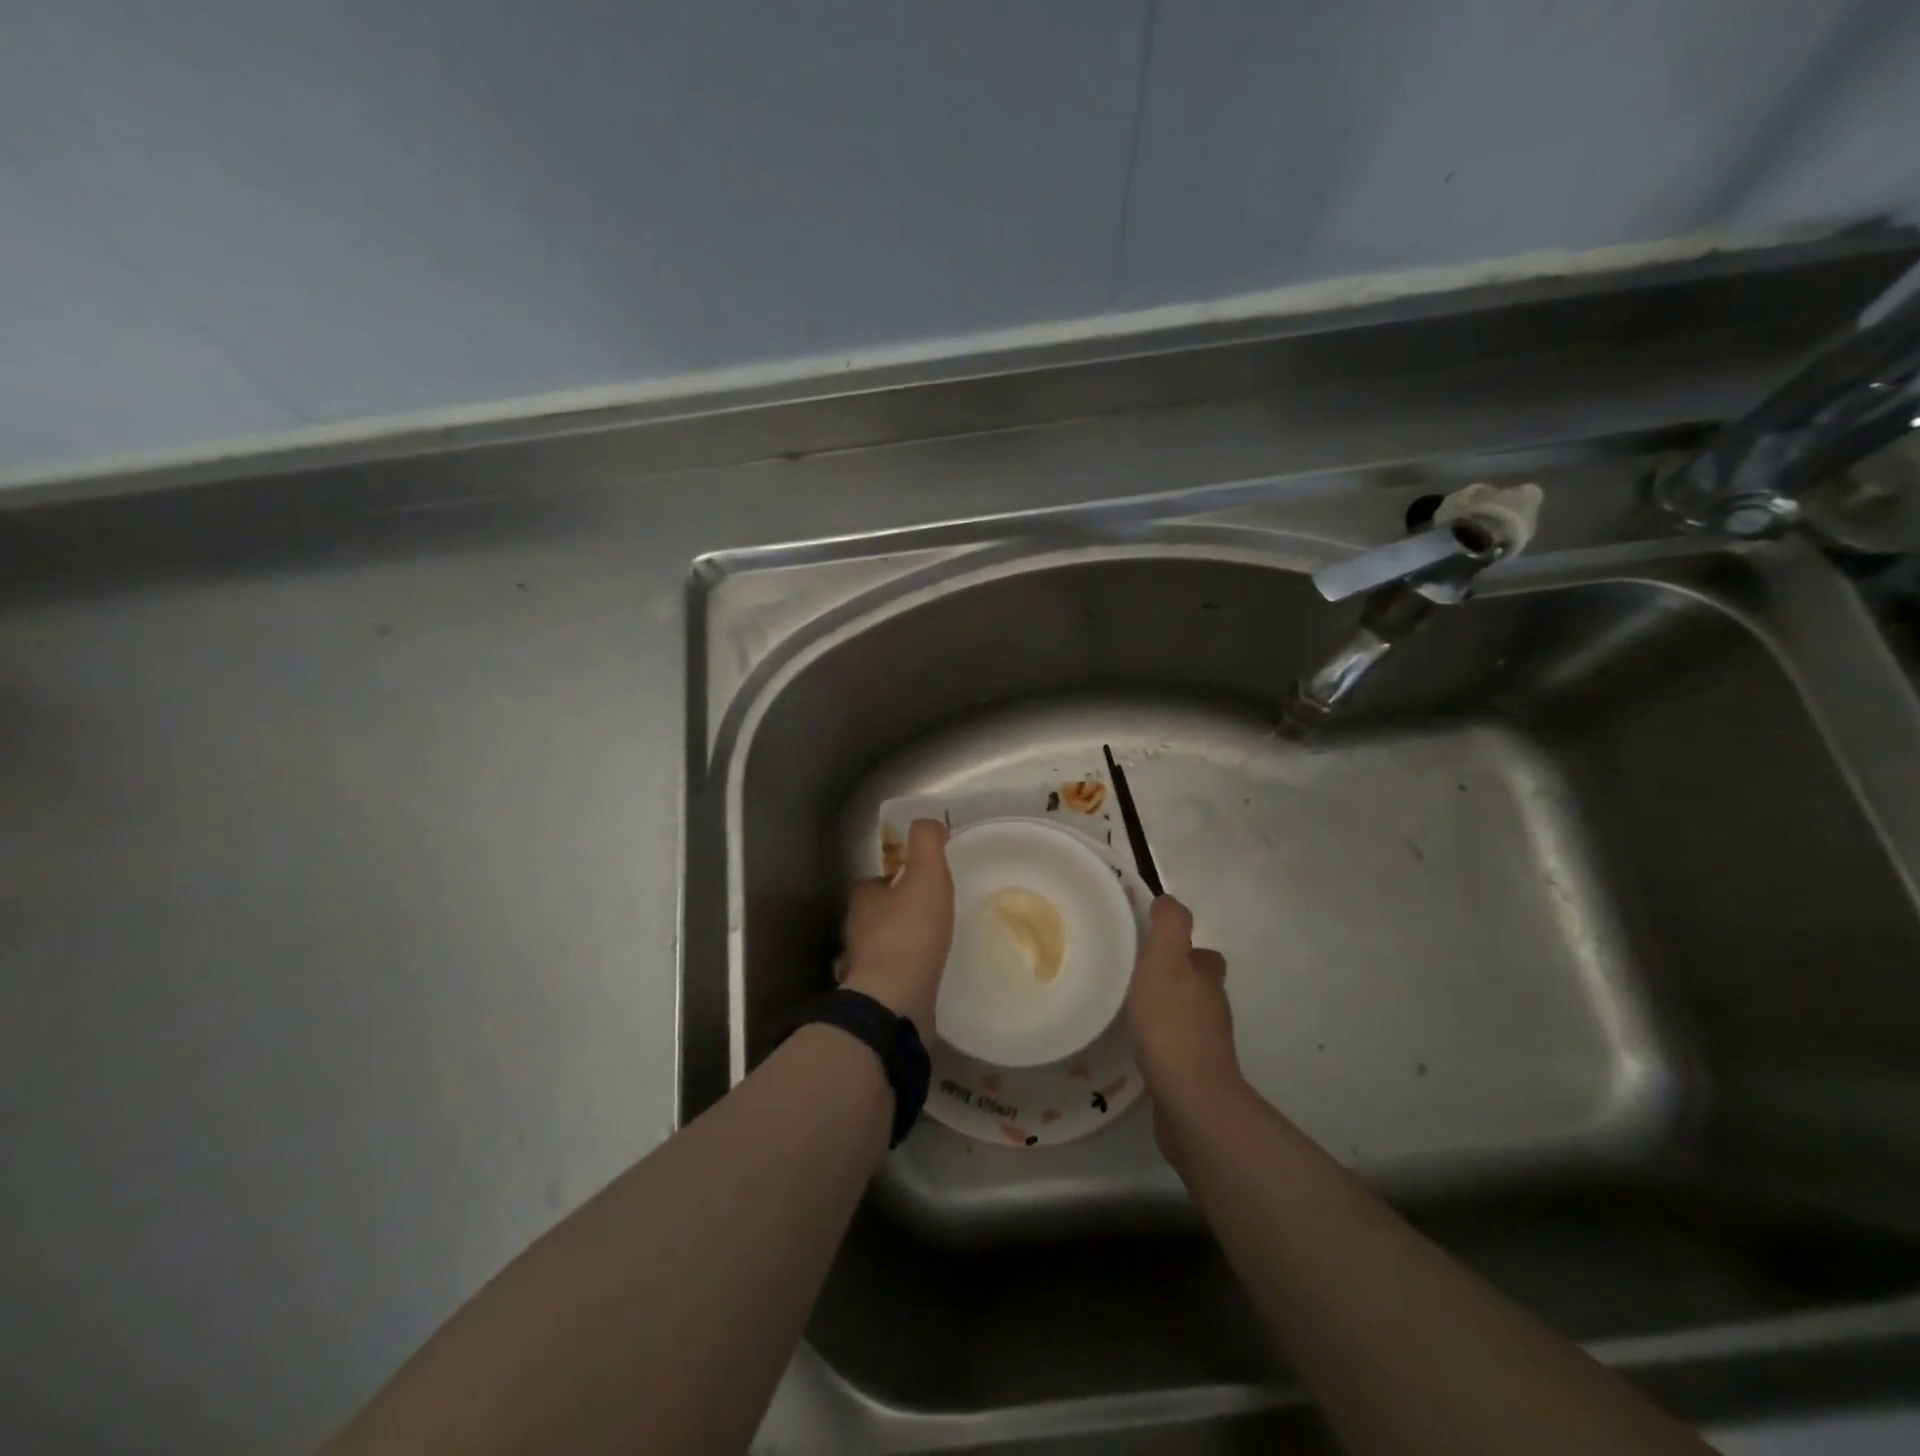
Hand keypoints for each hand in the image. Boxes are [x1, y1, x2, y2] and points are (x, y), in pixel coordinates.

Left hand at [840, 820, 954, 1035]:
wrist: (895, 1001)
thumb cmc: (911, 932)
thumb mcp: (926, 876)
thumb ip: (927, 844)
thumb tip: (928, 821)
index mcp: (863, 900)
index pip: (873, 883)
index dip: (892, 879)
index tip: (915, 881)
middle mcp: (856, 932)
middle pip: (874, 915)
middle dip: (894, 912)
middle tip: (926, 912)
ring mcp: (862, 967)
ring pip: (879, 947)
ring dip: (899, 944)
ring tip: (929, 944)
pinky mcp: (873, 996)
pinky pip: (889, 976)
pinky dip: (903, 972)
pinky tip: (923, 975)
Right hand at [1125, 896, 1242, 1126]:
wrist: (1189, 1098)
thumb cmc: (1172, 1021)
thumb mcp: (1165, 959)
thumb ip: (1170, 924)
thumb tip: (1168, 900)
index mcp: (1207, 978)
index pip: (1201, 954)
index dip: (1181, 947)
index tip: (1149, 946)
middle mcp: (1213, 1009)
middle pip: (1195, 985)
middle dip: (1171, 979)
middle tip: (1132, 976)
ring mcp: (1206, 1046)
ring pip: (1185, 1016)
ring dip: (1163, 1010)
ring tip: (1126, 1008)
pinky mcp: (1192, 1075)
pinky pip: (1174, 1048)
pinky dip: (1159, 1042)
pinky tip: (1135, 1044)